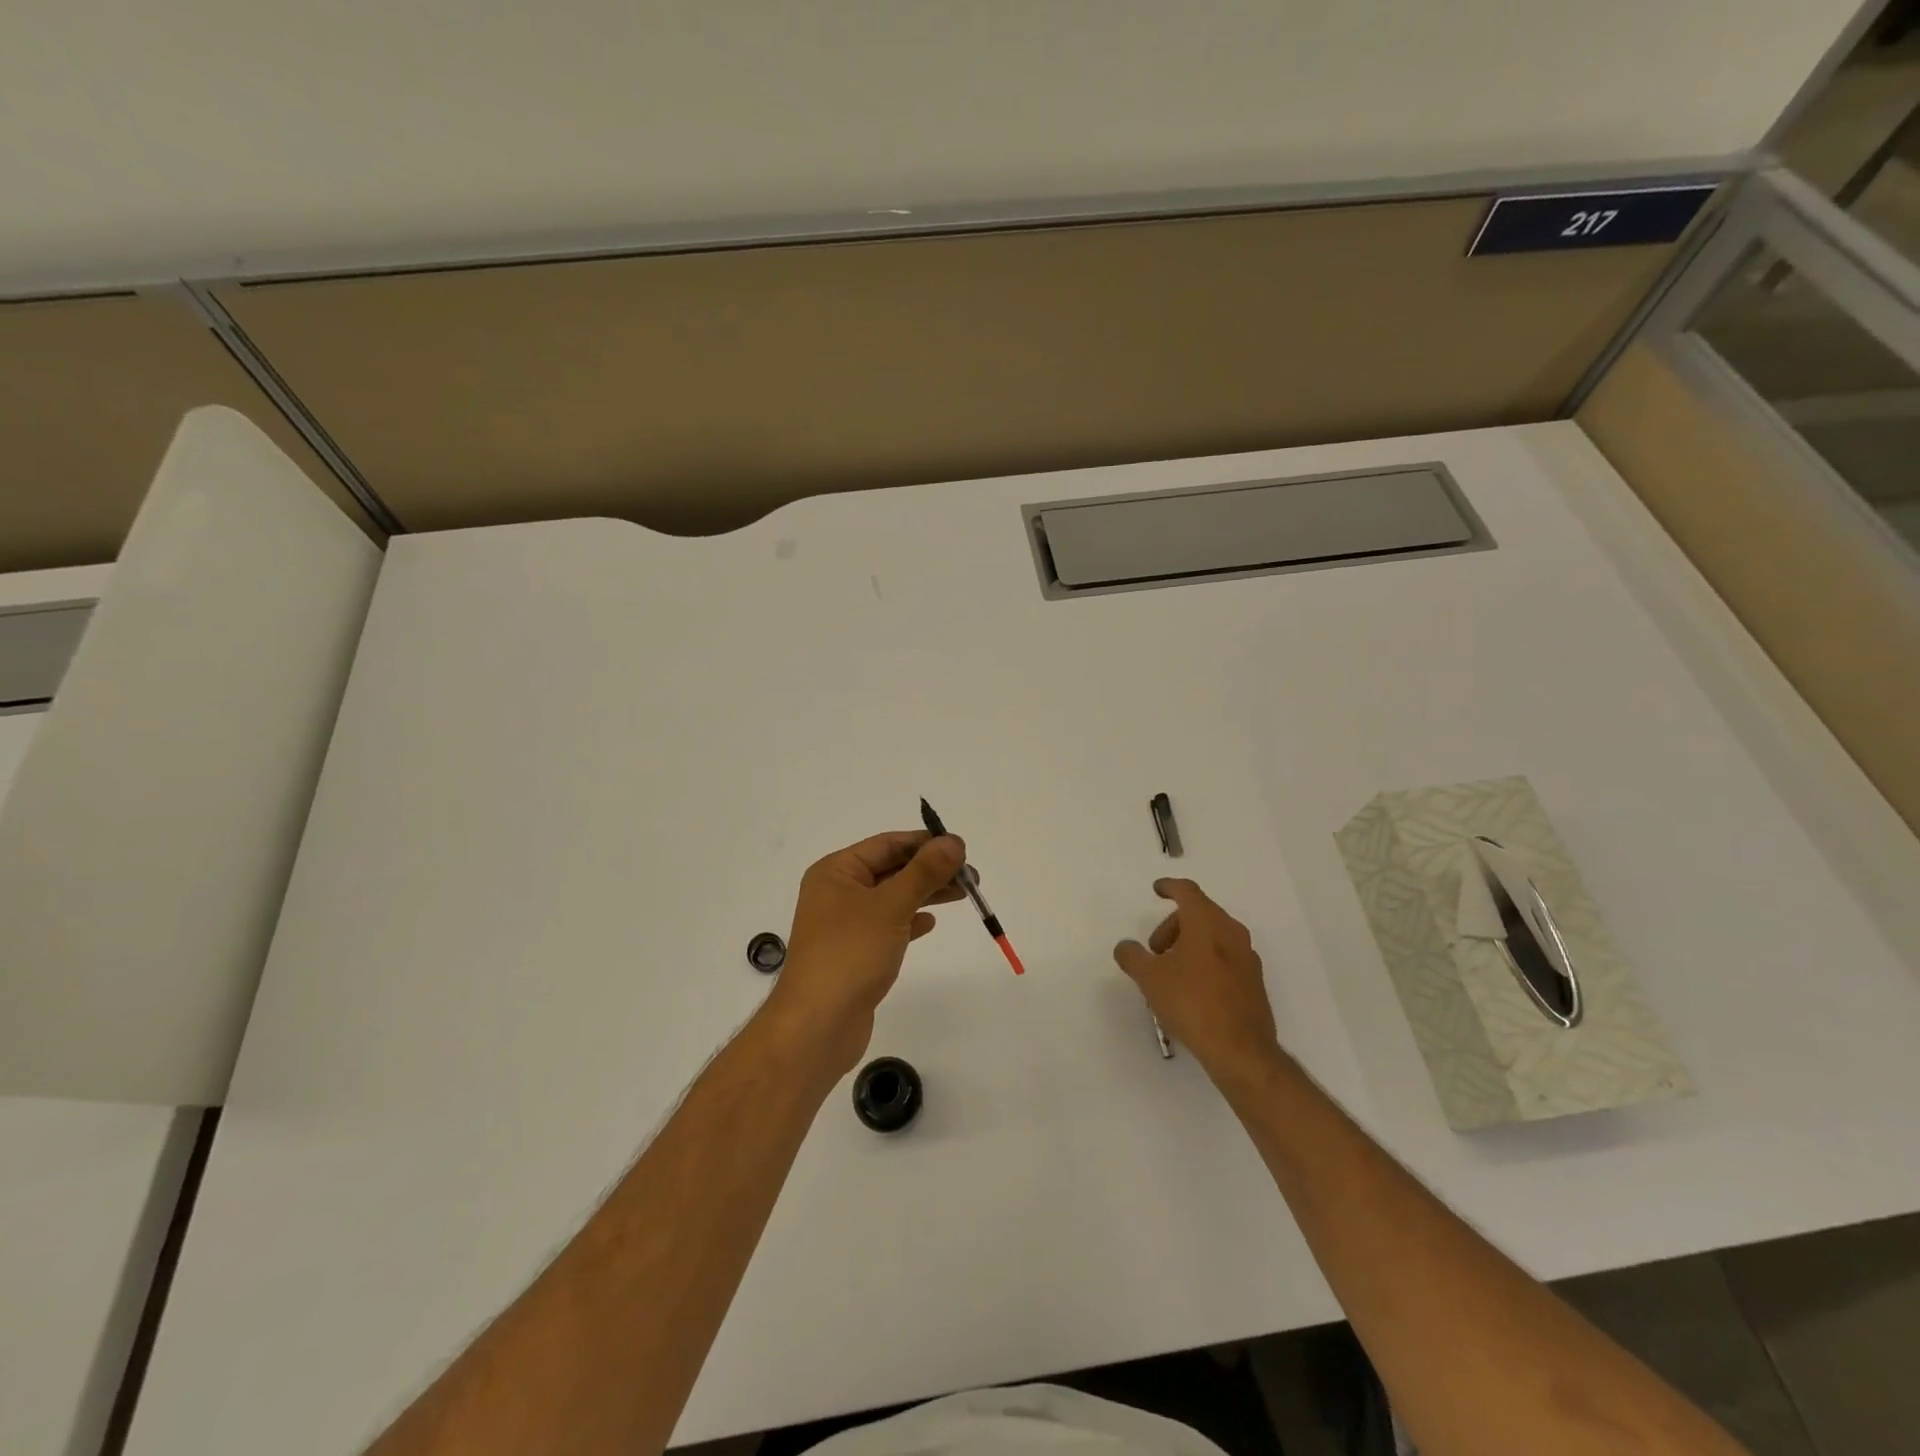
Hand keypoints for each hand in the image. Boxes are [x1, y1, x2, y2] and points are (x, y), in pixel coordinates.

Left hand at [764, 830, 966, 1076]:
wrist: (817, 1026)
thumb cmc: (850, 954)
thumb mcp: (891, 906)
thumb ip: (924, 872)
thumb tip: (953, 841)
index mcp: (836, 872)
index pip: (887, 844)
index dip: (925, 843)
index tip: (962, 848)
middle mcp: (836, 892)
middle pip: (890, 870)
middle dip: (930, 869)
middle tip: (971, 877)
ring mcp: (844, 925)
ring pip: (892, 898)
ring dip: (925, 893)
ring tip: (963, 894)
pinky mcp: (854, 953)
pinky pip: (887, 926)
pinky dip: (910, 921)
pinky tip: (930, 923)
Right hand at [1114, 878, 1282, 1087]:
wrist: (1241, 1050)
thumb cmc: (1191, 1003)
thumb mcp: (1150, 978)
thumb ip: (1132, 956)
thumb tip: (1125, 947)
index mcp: (1207, 922)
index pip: (1187, 891)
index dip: (1169, 886)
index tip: (1157, 889)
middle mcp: (1231, 932)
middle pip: (1199, 914)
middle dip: (1172, 926)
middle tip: (1154, 952)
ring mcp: (1247, 957)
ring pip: (1213, 936)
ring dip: (1189, 945)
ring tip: (1170, 974)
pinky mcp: (1254, 981)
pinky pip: (1225, 958)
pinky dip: (1205, 961)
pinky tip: (1192, 990)